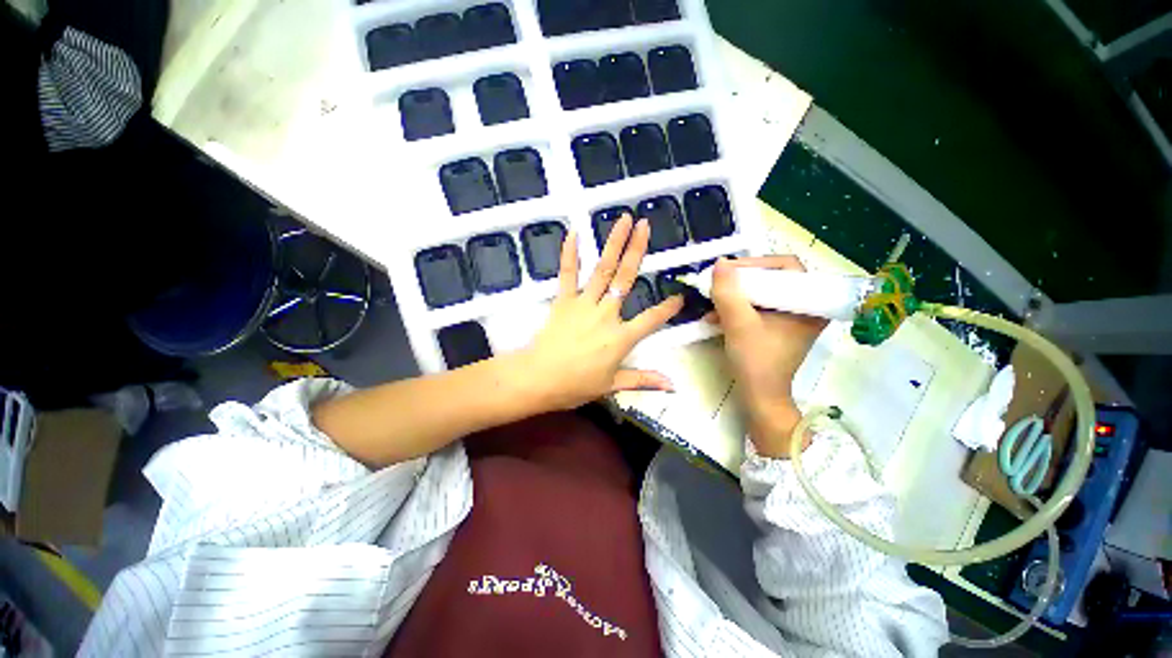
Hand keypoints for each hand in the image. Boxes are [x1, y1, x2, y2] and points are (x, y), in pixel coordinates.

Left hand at [516, 214, 683, 410]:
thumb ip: (643, 380)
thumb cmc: (576, 385)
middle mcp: (606, 314)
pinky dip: (570, 253)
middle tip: (645, 225)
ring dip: (613, 243)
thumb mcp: (612, 385)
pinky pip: (567, 274)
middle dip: (637, 250)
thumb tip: (672, 385)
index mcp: (621, 338)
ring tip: (623, 220)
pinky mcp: (563, 301)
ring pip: (602, 269)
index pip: (652, 319)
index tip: (680, 296)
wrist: (539, 379)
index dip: (668, 309)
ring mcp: (584, 304)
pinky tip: (573, 232)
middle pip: (626, 279)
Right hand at [707, 256, 827, 457]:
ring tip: (713, 301)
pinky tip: (716, 315)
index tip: (728, 271)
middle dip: (741, 281)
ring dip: (735, 294)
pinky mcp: (778, 326)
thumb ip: (728, 293)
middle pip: (772, 278)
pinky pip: (757, 306)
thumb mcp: (739, 324)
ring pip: (762, 292)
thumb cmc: (756, 361)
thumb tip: (719, 263)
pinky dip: (737, 307)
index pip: (786, 266)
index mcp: (808, 303)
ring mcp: (791, 317)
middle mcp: (805, 306)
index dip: (756, 263)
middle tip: (719, 283)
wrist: (760, 397)